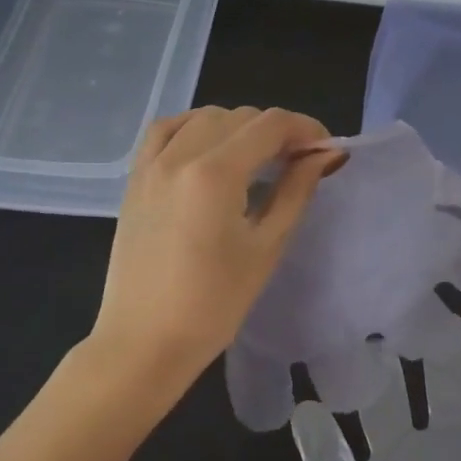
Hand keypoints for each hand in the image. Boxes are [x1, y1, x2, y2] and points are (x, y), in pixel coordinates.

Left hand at [84, 106, 342, 403]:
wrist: (144, 343)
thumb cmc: (214, 304)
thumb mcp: (267, 246)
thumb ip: (296, 190)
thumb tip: (325, 155)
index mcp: (216, 173)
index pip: (271, 124)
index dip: (306, 129)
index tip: (325, 151)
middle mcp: (180, 155)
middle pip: (241, 116)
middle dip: (277, 131)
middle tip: (297, 162)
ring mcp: (152, 164)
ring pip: (205, 117)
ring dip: (239, 127)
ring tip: (256, 159)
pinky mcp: (135, 178)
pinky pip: (166, 130)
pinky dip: (194, 126)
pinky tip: (209, 147)